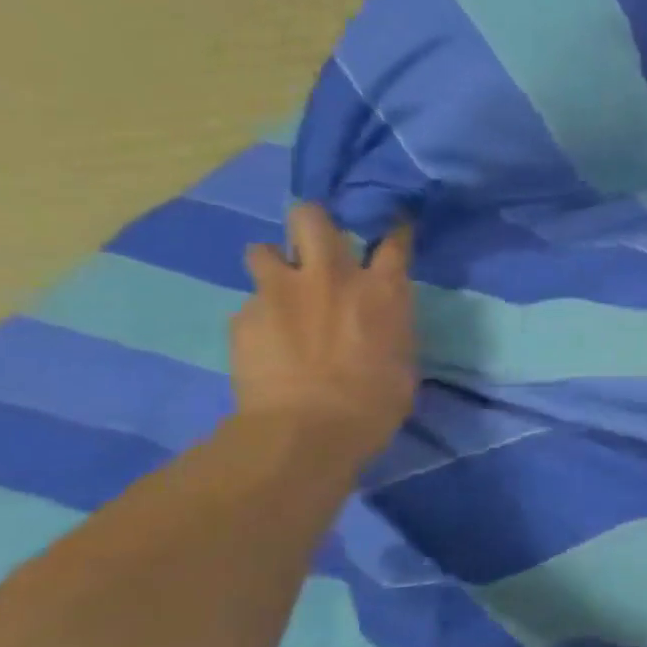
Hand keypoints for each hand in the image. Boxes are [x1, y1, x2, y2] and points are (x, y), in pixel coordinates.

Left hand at [230, 204, 417, 464]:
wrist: (307, 429)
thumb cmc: (375, 402)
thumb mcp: (402, 362)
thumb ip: (390, 329)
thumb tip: (380, 324)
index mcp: (381, 290)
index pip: (393, 243)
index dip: (394, 232)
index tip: (393, 230)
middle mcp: (331, 277)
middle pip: (311, 218)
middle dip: (312, 223)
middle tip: (314, 243)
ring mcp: (280, 292)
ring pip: (262, 249)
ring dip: (272, 263)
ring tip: (279, 289)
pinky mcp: (244, 316)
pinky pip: (250, 303)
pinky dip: (260, 317)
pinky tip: (266, 343)